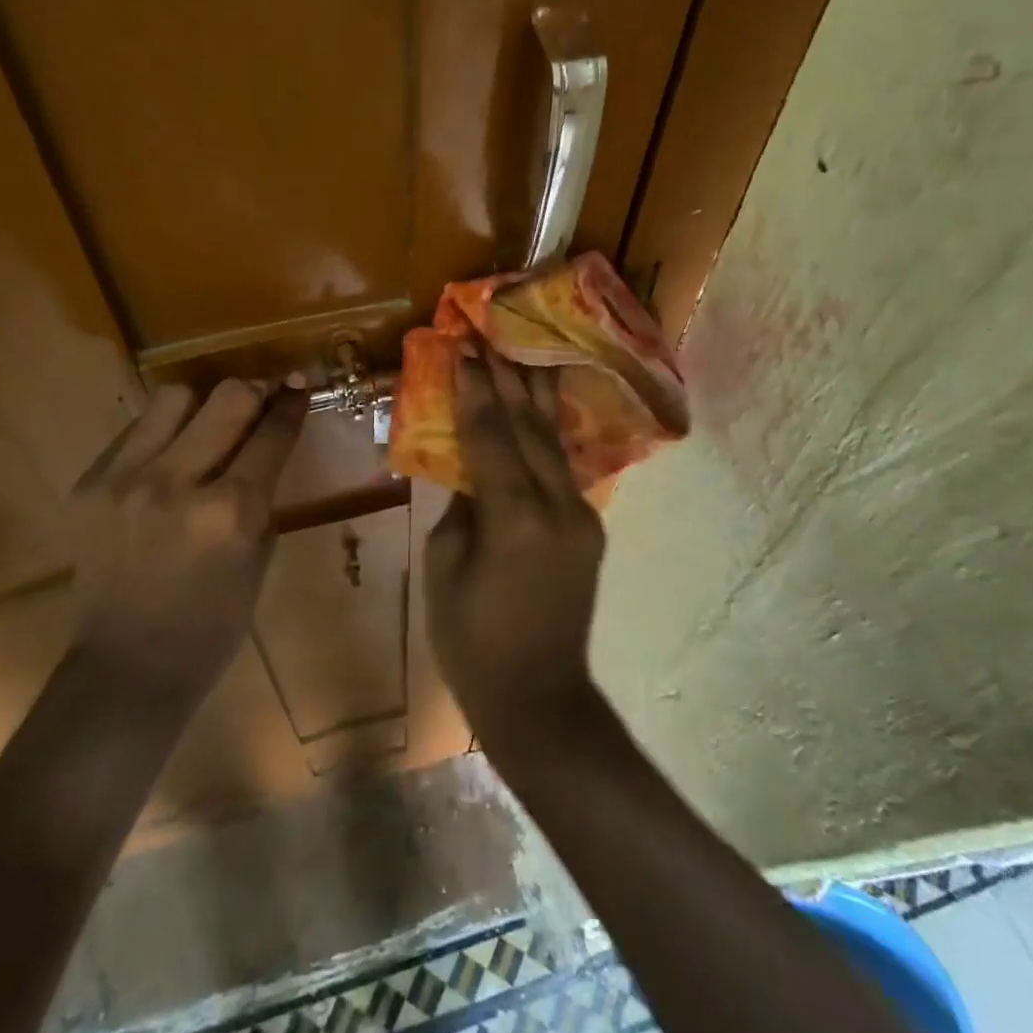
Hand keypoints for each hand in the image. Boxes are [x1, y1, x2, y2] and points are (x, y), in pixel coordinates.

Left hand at [66, 378, 305, 705]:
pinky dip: (161, 434)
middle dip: (253, 391)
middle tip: (259, 400)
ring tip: (206, 426)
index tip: (298, 382)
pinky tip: (167, 458)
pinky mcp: (90, 484)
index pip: (271, 434)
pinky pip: (135, 431)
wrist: (126, 669)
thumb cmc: (212, 626)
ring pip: (174, 398)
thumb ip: (262, 496)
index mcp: (230, 512)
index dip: (291, 403)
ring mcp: (126, 480)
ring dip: (201, 405)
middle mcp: (177, 483)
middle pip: (227, 397)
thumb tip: (266, 444)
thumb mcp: (257, 559)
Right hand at [424, 348, 605, 741]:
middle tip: (490, 334)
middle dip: (506, 377)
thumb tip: (471, 472)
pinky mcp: (589, 528)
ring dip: (534, 395)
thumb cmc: (472, 642)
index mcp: (514, 518)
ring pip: (553, 441)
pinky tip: (538, 408)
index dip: (475, 390)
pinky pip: (561, 468)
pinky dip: (545, 434)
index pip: (491, 436)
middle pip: (529, 427)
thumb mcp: (443, 569)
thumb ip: (459, 509)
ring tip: (521, 352)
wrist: (539, 698)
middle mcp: (557, 506)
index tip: (464, 348)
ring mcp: (581, 516)